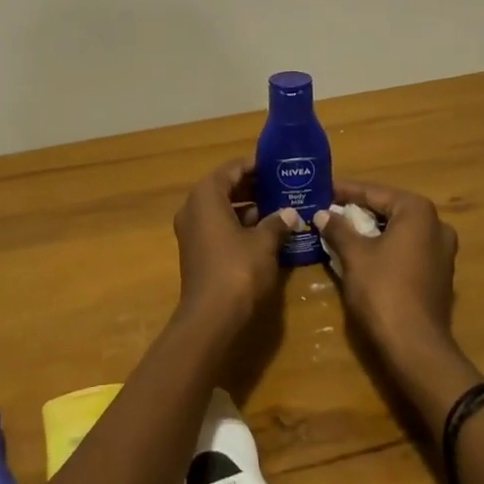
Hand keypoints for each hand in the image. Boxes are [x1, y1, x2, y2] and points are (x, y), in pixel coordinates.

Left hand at [171, 161, 296, 333]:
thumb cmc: (238, 270)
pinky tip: (267, 232)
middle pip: (225, 187)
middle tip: (284, 186)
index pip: (232, 169)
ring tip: (280, 207)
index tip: (279, 166)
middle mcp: (193, 208)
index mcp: (206, 196)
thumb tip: (291, 213)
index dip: (256, 165)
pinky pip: (219, 227)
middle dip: (254, 186)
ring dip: (249, 207)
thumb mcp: (264, 242)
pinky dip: (240, 225)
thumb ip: (277, 222)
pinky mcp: (197, 251)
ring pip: (223, 208)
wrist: (211, 317)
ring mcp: (192, 231)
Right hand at [315, 180, 470, 412]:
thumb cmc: (383, 290)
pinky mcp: (438, 275)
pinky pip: (406, 250)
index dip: (345, 191)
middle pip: (389, 209)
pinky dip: (385, 247)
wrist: (415, 347)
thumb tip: (322, 214)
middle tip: (328, 209)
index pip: (374, 192)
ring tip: (340, 229)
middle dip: (358, 210)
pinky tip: (361, 253)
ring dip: (371, 230)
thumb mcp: (354, 255)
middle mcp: (436, 225)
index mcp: (418, 212)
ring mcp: (442, 252)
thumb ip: (338, 228)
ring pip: (398, 231)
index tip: (322, 189)